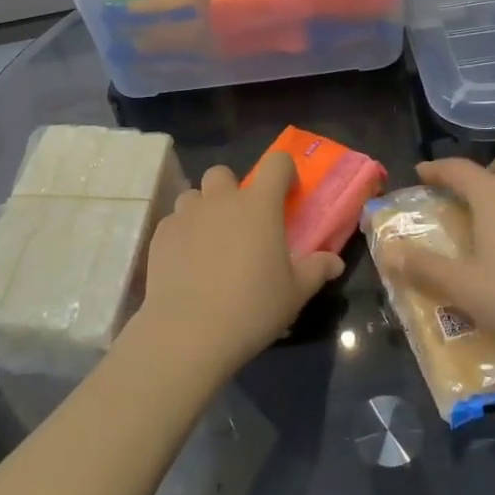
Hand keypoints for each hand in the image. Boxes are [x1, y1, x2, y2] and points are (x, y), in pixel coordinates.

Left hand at [131, 154, 344, 378]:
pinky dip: (183, 234)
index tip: (287, 195)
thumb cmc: (251, 308)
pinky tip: (187, 263)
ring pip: (194, 196)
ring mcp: (186, 214)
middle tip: (241, 223)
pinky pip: (174, 222)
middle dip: (232, 190)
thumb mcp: (294, 294)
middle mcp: (221, 200)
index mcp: (259, 205)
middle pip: (224, 173)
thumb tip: (334, 262)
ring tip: (211, 243)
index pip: (276, 163)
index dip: (284, 172)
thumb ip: (316, 270)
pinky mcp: (161, 234)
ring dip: (204, 210)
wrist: (188, 331)